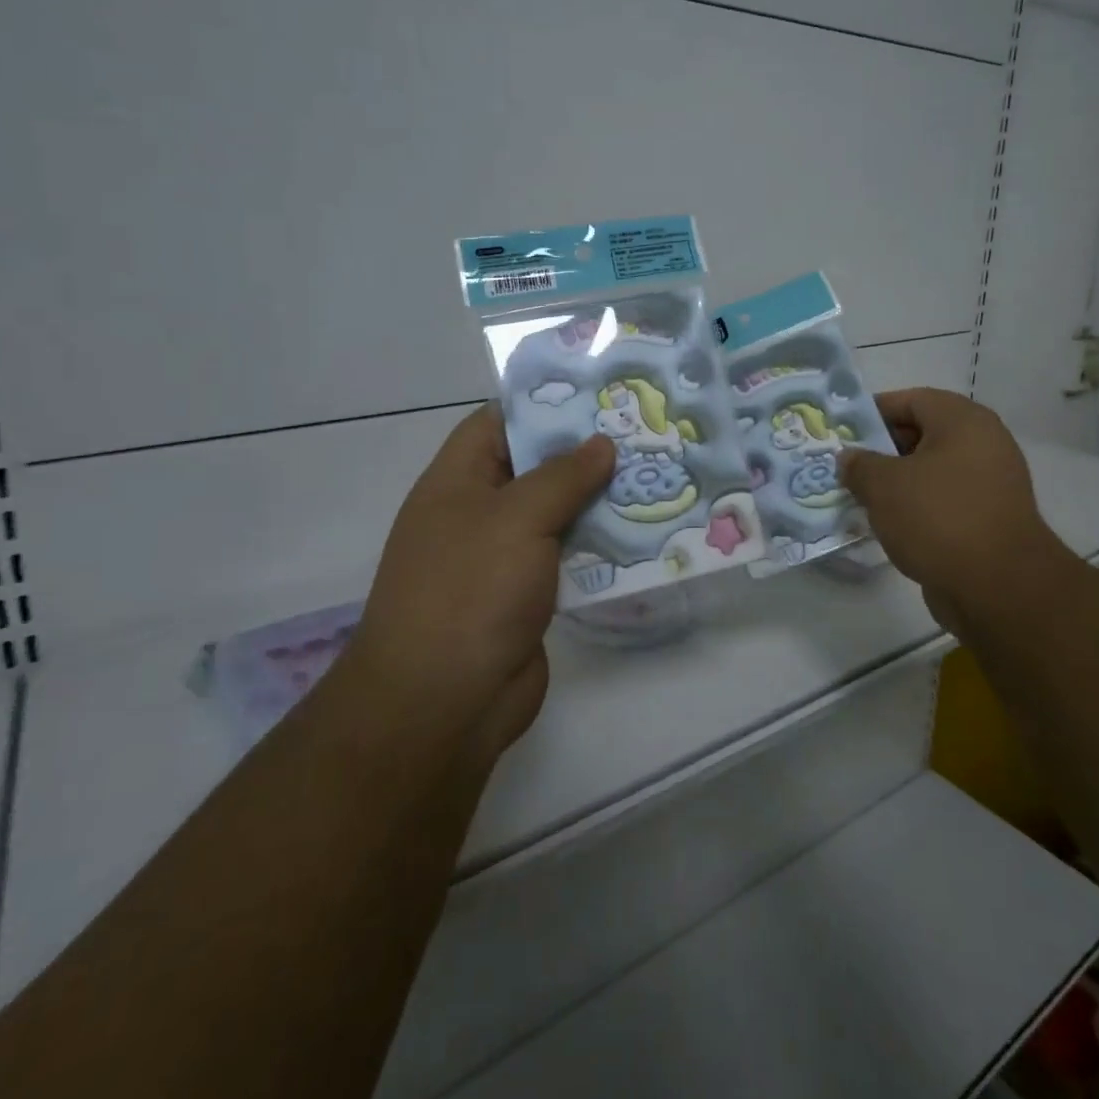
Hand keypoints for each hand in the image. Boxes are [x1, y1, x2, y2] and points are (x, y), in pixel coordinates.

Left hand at [343, 405, 614, 765]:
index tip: (600, 395)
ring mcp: (502, 557)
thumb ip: (562, 475)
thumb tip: (600, 443)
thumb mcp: (517, 517)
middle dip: (585, 453)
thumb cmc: (470, 590)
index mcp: (457, 481)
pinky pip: (569, 557)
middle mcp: (478, 513)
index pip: (498, 422)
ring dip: (600, 500)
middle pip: (534, 468)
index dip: (545, 405)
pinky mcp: (528, 595)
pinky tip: (644, 532)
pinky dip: (600, 545)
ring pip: (557, 514)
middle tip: (644, 433)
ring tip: (656, 475)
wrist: (443, 703)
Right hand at [838, 388, 1073, 639]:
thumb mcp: (884, 485)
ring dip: (896, 482)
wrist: (998, 588)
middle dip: (881, 449)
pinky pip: (943, 501)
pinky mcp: (988, 519)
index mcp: (963, 421)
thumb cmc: (938, 518)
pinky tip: (888, 524)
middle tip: (846, 466)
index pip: (910, 400)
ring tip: (859, 496)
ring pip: (931, 471)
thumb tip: (849, 459)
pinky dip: (916, 507)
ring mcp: (990, 483)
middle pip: (922, 434)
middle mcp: (983, 443)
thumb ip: (860, 465)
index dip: (872, 412)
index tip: (842, 431)